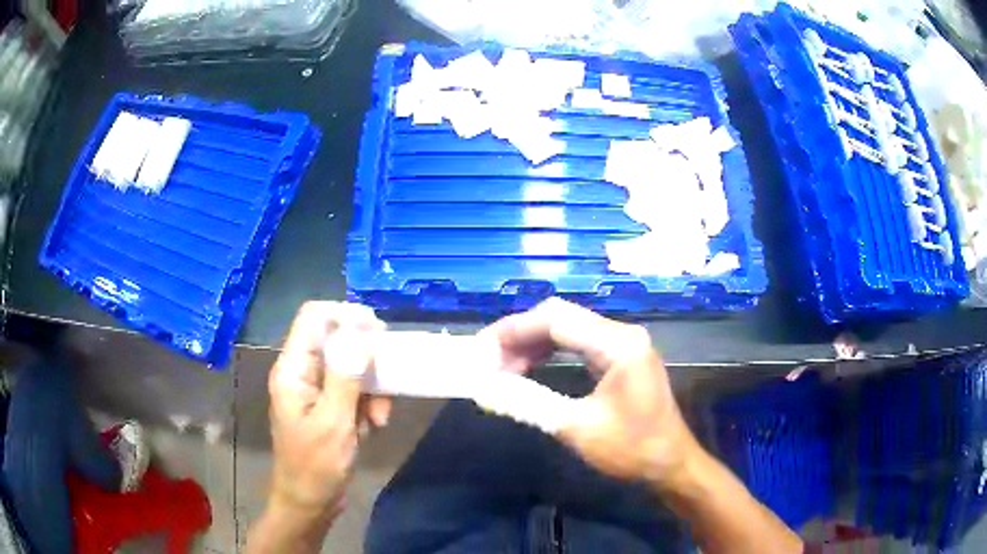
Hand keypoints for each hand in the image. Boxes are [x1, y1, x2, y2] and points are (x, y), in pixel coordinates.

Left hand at [266, 302, 390, 521]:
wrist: (309, 503)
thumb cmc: (315, 467)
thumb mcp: (334, 423)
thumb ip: (346, 377)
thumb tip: (361, 333)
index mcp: (293, 369)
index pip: (314, 317)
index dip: (345, 315)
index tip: (378, 333)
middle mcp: (302, 372)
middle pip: (336, 339)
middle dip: (366, 358)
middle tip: (389, 376)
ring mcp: (315, 389)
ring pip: (350, 365)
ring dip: (371, 387)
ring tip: (381, 417)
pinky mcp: (328, 406)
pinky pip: (353, 389)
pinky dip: (368, 403)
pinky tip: (373, 426)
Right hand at [482, 298, 699, 489]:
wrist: (671, 465)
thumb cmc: (632, 449)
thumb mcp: (576, 428)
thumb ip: (529, 403)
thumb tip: (485, 388)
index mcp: (618, 344)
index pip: (556, 319)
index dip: (514, 330)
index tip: (481, 348)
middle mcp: (622, 334)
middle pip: (561, 317)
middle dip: (520, 335)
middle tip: (487, 358)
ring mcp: (624, 344)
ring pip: (568, 328)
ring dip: (533, 343)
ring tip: (502, 366)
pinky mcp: (621, 357)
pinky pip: (578, 343)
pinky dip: (550, 352)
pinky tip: (529, 367)